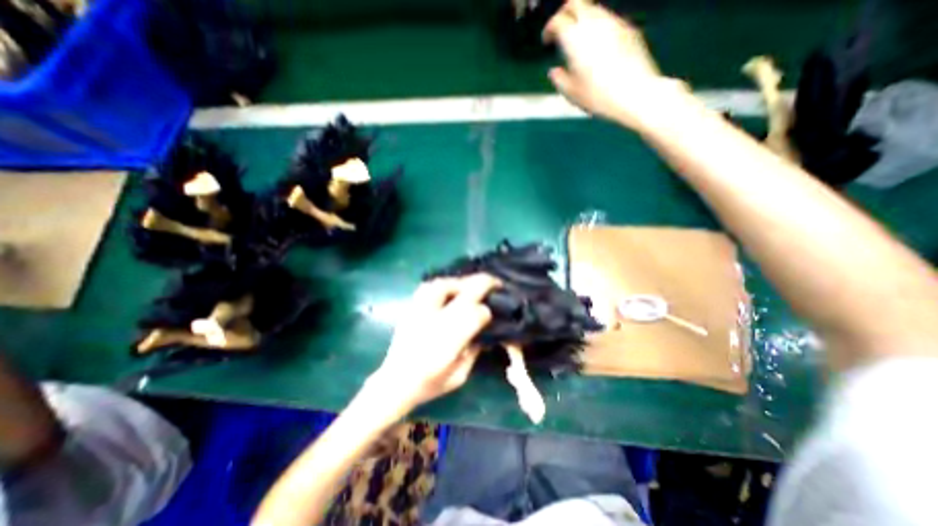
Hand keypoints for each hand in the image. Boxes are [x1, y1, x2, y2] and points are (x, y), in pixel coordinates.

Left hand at [366, 276, 497, 410]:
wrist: (394, 383)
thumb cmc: (429, 384)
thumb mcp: (459, 376)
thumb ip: (474, 352)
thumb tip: (484, 333)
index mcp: (449, 340)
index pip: (476, 314)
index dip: (486, 312)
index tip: (490, 315)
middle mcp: (436, 319)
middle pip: (465, 292)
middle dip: (485, 284)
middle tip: (496, 283)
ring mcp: (421, 311)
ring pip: (446, 284)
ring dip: (463, 282)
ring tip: (472, 285)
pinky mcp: (411, 308)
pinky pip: (429, 287)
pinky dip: (443, 284)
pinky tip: (449, 288)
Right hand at [542, 0, 673, 124]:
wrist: (634, 93)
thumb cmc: (599, 96)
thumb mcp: (571, 93)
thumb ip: (559, 80)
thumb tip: (554, 72)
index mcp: (575, 39)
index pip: (557, 20)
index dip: (549, 28)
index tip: (547, 40)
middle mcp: (594, 24)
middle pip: (576, 3)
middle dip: (565, 12)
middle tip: (561, 28)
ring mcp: (614, 24)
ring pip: (594, 9)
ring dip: (583, 19)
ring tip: (579, 40)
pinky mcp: (628, 29)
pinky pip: (609, 20)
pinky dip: (598, 27)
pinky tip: (597, 46)